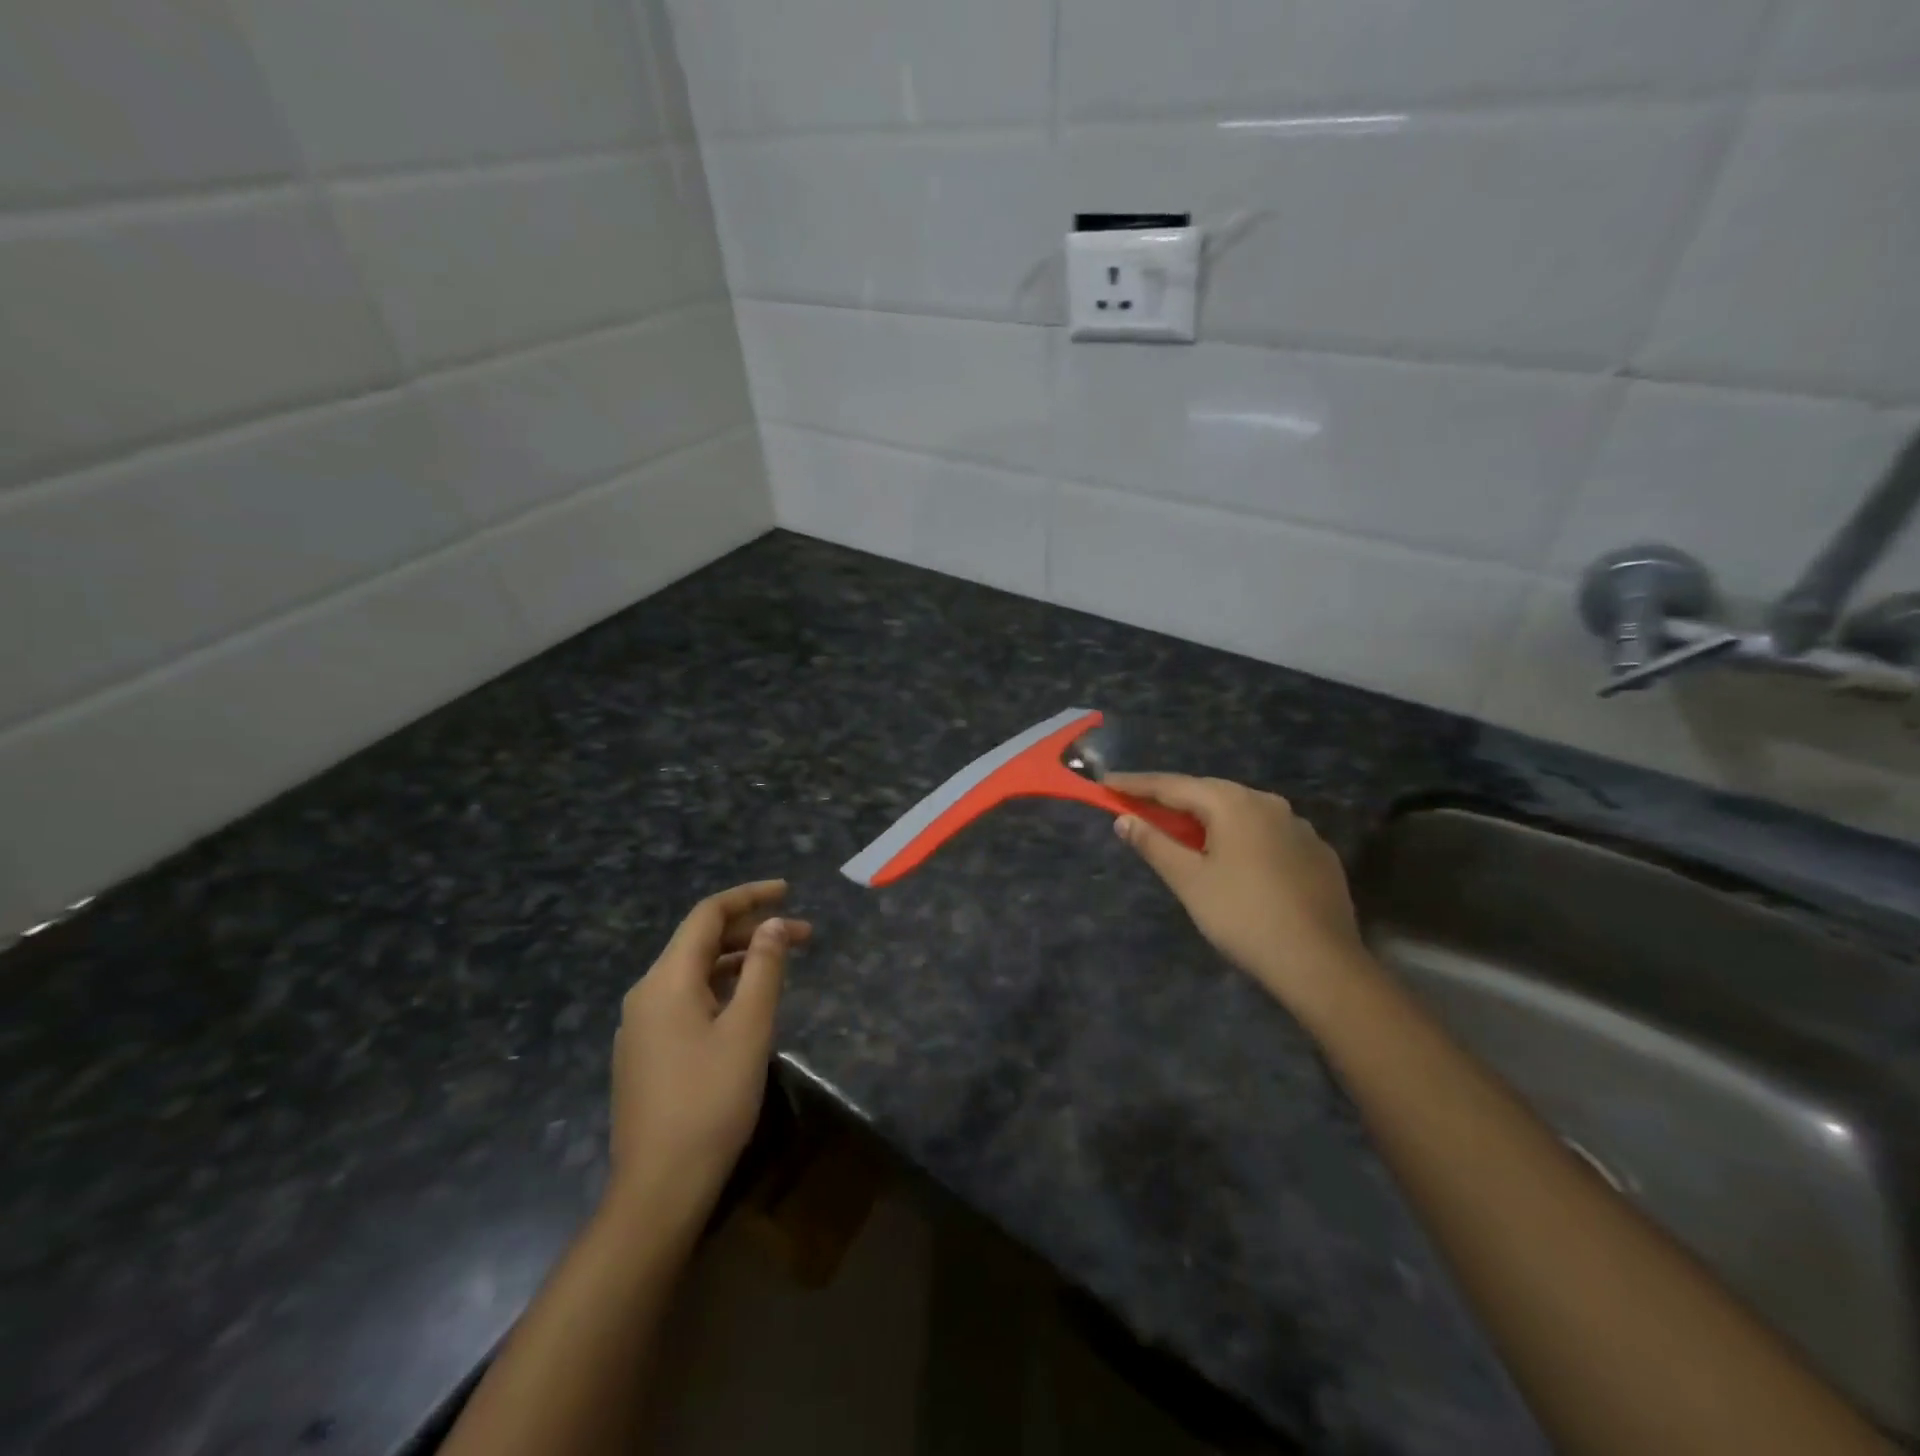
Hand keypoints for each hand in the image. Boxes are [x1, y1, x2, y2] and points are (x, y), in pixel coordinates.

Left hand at [607, 880, 811, 1225]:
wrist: (659, 1188)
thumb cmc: (710, 1101)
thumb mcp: (749, 1029)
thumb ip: (764, 969)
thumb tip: (774, 924)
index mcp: (666, 980)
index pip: (707, 915)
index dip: (749, 897)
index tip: (788, 892)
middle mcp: (646, 993)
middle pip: (700, 942)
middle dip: (752, 931)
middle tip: (803, 937)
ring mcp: (641, 1026)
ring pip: (694, 972)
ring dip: (739, 960)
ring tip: (782, 966)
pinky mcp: (646, 1053)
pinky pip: (686, 1000)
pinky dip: (721, 988)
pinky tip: (748, 1005)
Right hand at [1106, 774, 1363, 1009]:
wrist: (1321, 963)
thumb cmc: (1243, 917)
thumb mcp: (1189, 881)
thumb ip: (1154, 844)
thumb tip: (1123, 819)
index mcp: (1232, 804)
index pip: (1173, 785)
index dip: (1136, 785)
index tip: (1106, 783)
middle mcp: (1268, 803)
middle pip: (1209, 793)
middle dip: (1172, 798)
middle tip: (1140, 805)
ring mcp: (1298, 826)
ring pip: (1241, 811)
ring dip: (1208, 817)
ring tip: (1184, 831)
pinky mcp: (1317, 852)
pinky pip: (1267, 833)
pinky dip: (1241, 836)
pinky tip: (1235, 858)